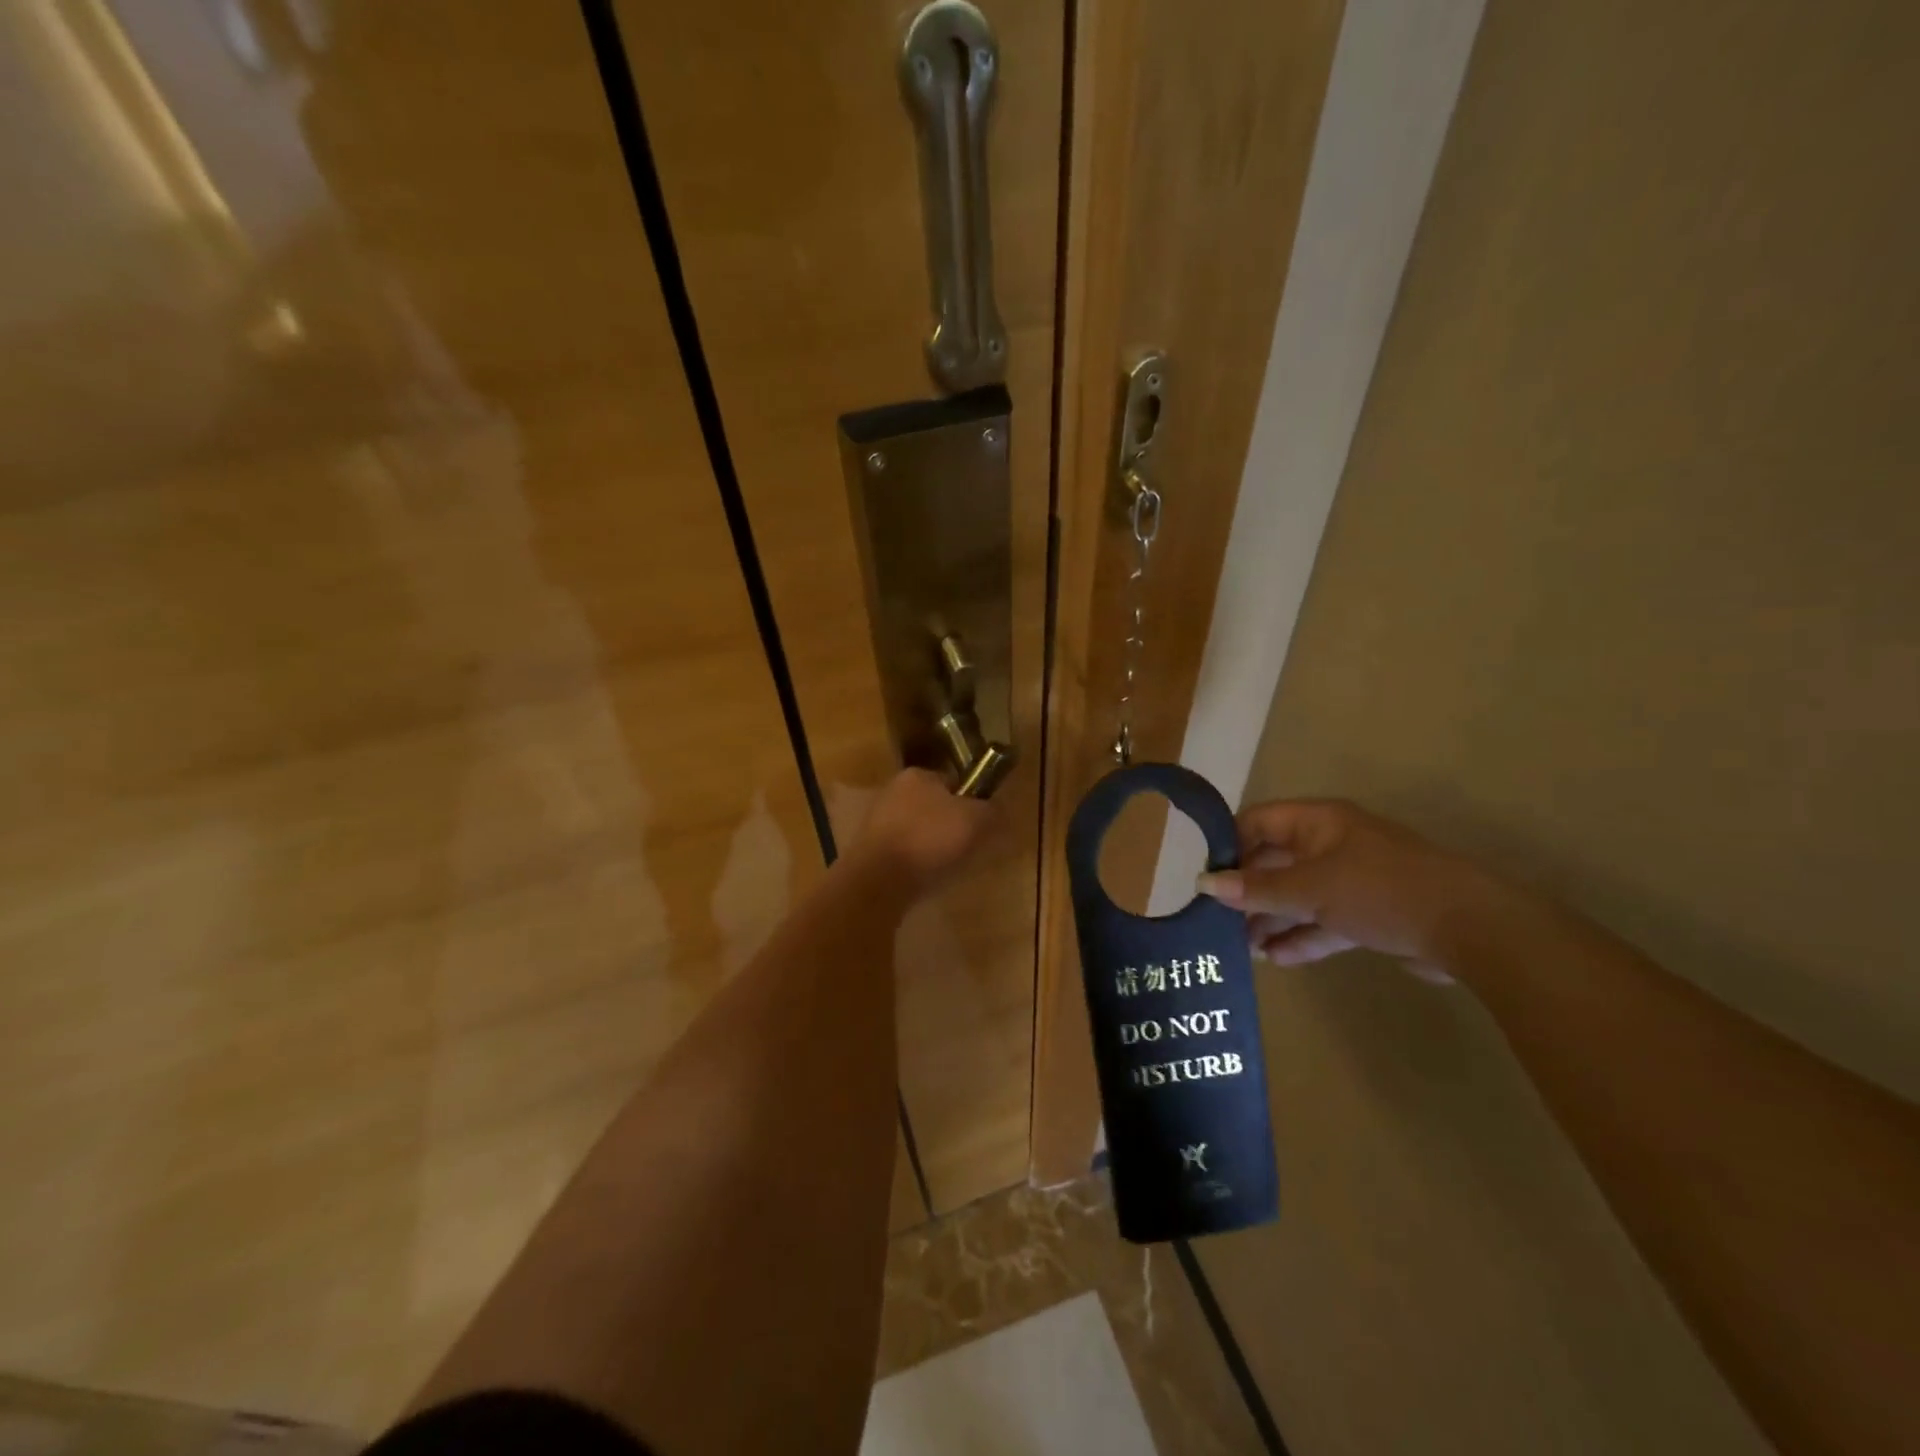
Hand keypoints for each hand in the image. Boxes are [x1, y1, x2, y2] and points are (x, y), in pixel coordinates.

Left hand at [849, 767, 995, 897]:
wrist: (878, 880)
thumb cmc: (930, 840)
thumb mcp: (976, 821)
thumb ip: (992, 811)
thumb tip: (997, 810)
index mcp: (918, 775)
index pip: (953, 782)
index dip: (971, 802)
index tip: (982, 826)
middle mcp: (893, 791)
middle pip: (934, 807)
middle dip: (951, 826)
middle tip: (968, 849)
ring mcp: (876, 821)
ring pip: (918, 831)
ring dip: (933, 846)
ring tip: (946, 868)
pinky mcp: (868, 850)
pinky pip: (903, 853)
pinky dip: (915, 863)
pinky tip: (923, 878)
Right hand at [1195, 799, 1503, 978]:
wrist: (1470, 929)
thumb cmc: (1379, 891)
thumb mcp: (1310, 888)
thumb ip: (1256, 889)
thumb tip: (1203, 884)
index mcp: (1319, 822)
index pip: (1258, 822)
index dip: (1229, 845)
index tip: (1205, 878)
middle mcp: (1332, 845)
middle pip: (1276, 862)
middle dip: (1247, 891)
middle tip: (1217, 921)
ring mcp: (1353, 880)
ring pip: (1299, 896)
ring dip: (1272, 919)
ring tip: (1242, 948)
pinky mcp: (1371, 914)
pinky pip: (1324, 921)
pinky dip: (1302, 937)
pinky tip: (1277, 959)